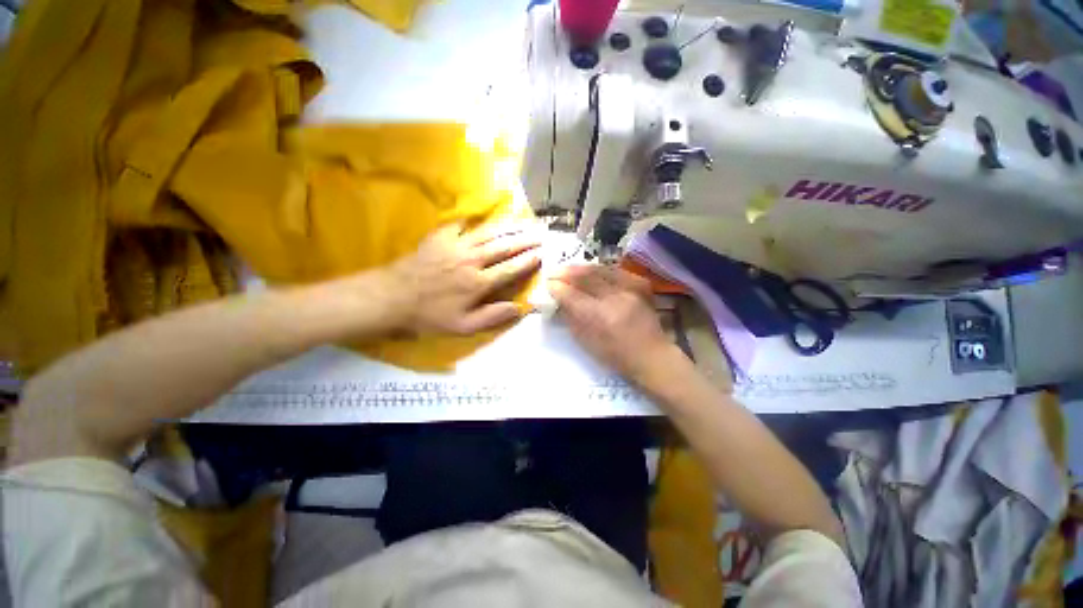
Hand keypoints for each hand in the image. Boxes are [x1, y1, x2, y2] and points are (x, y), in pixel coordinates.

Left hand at [391, 222, 541, 335]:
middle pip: (504, 246)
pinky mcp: (441, 237)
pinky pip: (462, 224)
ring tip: (524, 221)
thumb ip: (492, 317)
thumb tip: (519, 308)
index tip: (542, 253)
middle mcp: (472, 260)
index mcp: (479, 283)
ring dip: (509, 227)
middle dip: (525, 239)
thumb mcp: (462, 327)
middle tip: (541, 232)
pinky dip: (475, 220)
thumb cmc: (429, 315)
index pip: (511, 268)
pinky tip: (483, 216)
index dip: (528, 260)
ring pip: (489, 233)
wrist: (392, 297)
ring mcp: (456, 246)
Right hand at [548, 265, 676, 381]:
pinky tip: (590, 269)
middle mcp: (615, 298)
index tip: (547, 284)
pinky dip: (599, 269)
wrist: (650, 354)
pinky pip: (615, 269)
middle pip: (585, 277)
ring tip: (567, 269)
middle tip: (553, 272)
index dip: (557, 287)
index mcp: (599, 317)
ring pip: (599, 269)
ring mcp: (630, 288)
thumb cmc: (614, 354)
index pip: (571, 295)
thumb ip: (570, 317)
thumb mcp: (585, 341)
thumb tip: (558, 298)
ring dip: (580, 268)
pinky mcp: (640, 284)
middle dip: (565, 273)